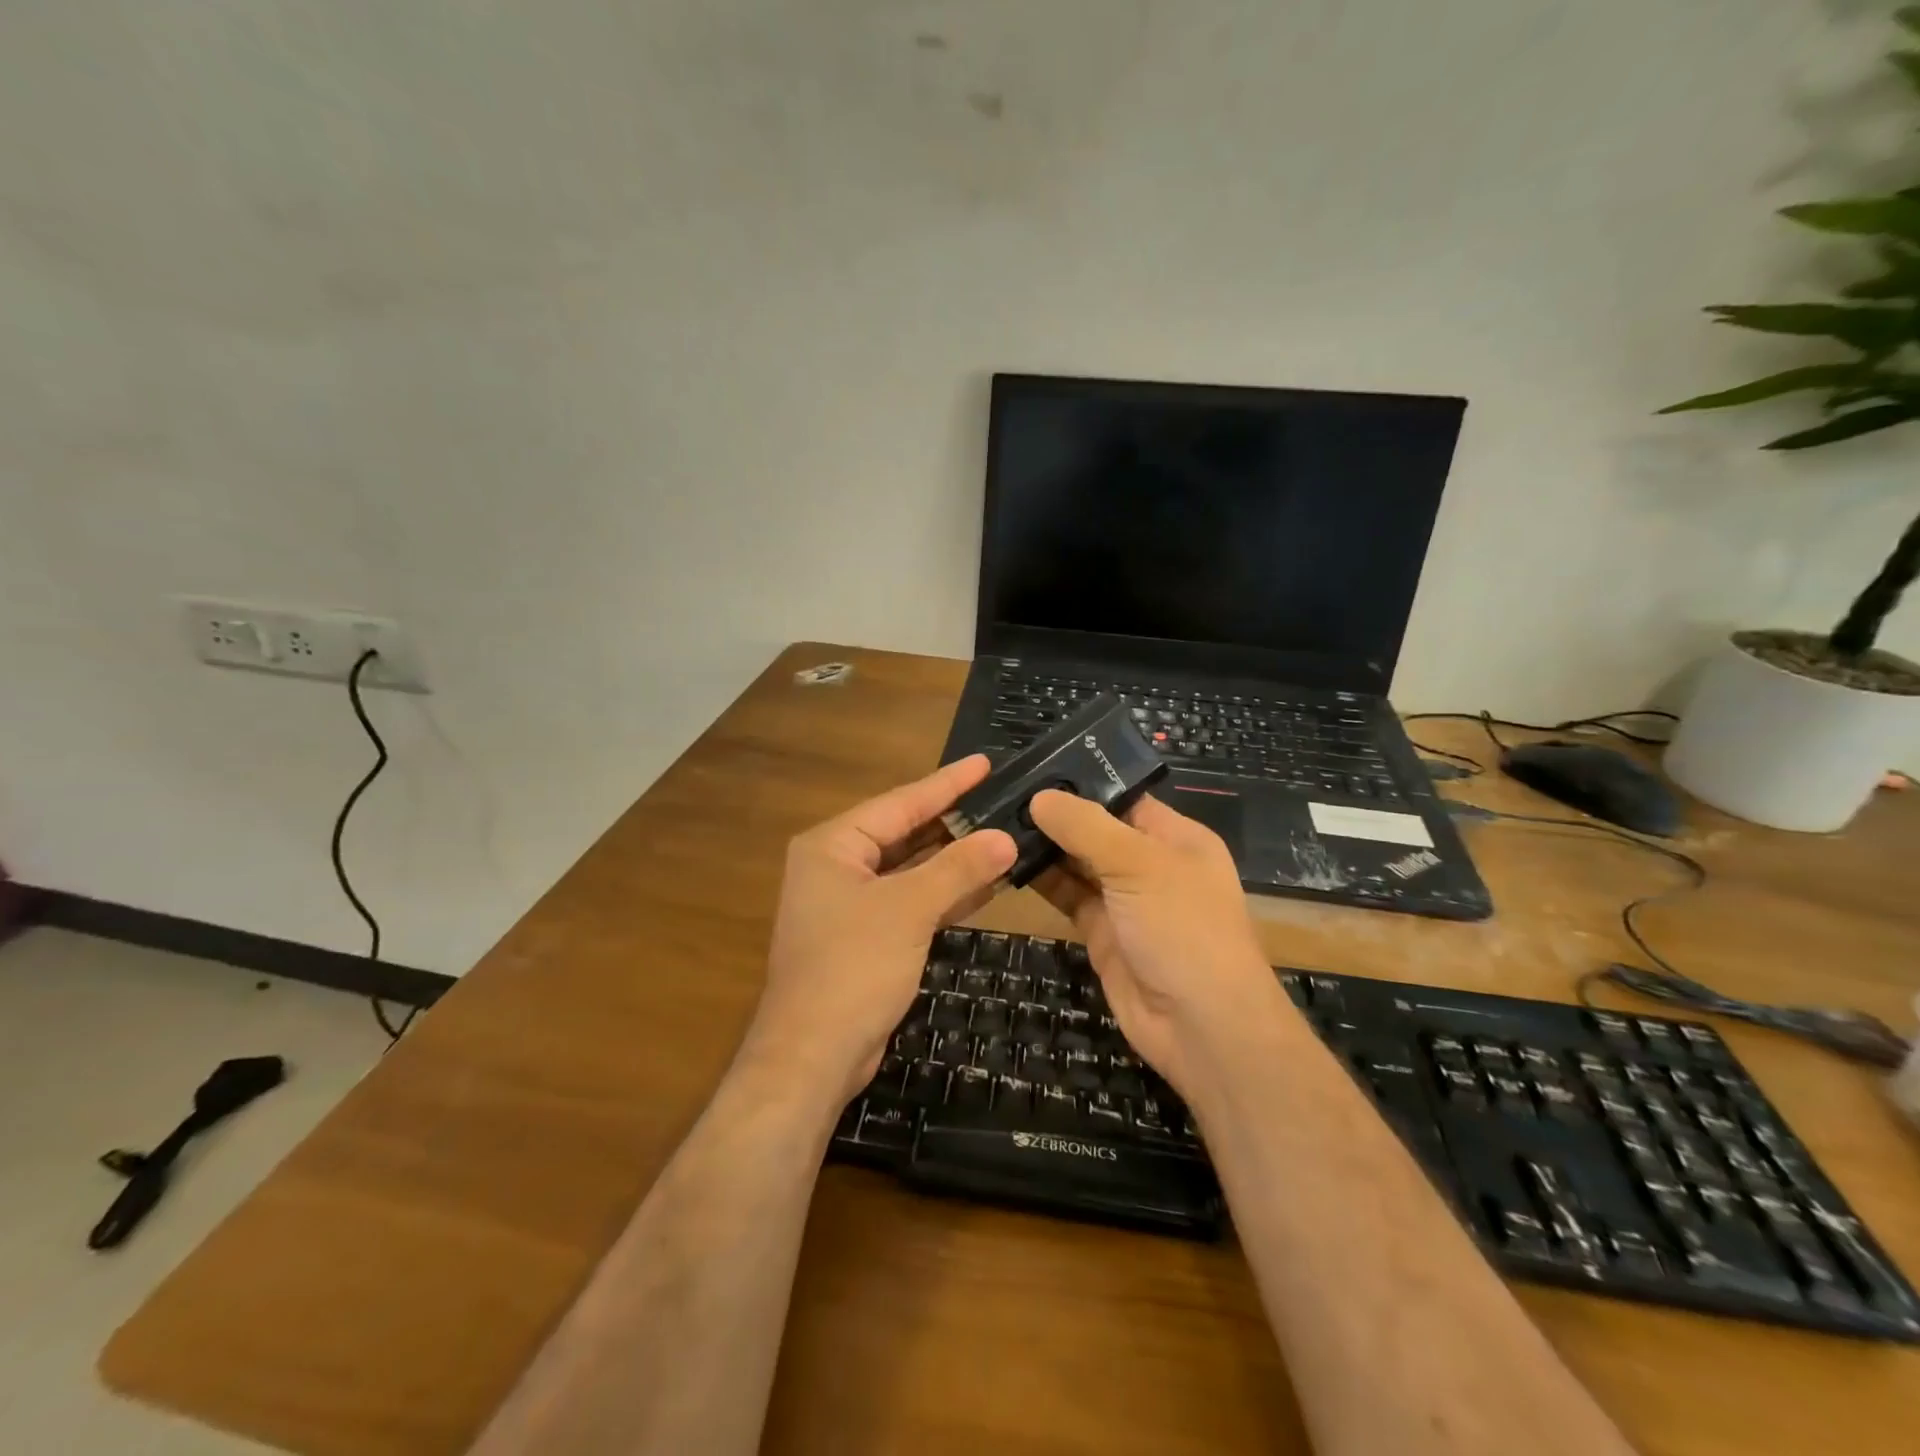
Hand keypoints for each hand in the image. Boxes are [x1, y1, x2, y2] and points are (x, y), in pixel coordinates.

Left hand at [745, 756, 1016, 1105]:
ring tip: (1005, 835)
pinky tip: (987, 883)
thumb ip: (958, 868)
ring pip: (911, 869)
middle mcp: (838, 867)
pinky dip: (945, 893)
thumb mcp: (908, 910)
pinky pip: (912, 901)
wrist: (813, 1056)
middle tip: (1003, 798)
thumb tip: (1006, 837)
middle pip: (905, 833)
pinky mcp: (867, 937)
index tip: (985, 763)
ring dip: (955, 859)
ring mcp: (851, 904)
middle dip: (954, 821)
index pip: (900, 802)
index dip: (947, 783)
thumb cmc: (852, 968)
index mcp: (833, 846)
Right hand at [1029, 790, 1284, 1098]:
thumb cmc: (1182, 928)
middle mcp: (1150, 864)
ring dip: (1044, 846)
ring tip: (994, 820)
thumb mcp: (1138, 865)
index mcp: (1175, 837)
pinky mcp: (1101, 932)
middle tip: (1000, 793)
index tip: (1033, 767)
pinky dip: (1041, 880)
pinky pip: (1067, 896)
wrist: (1200, 1026)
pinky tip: (1007, 861)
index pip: (1123, 797)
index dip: (1082, 782)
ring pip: (1077, 863)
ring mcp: (1124, 900)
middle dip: (1055, 814)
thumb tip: (1039, 797)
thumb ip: (1086, 828)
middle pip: (1096, 829)